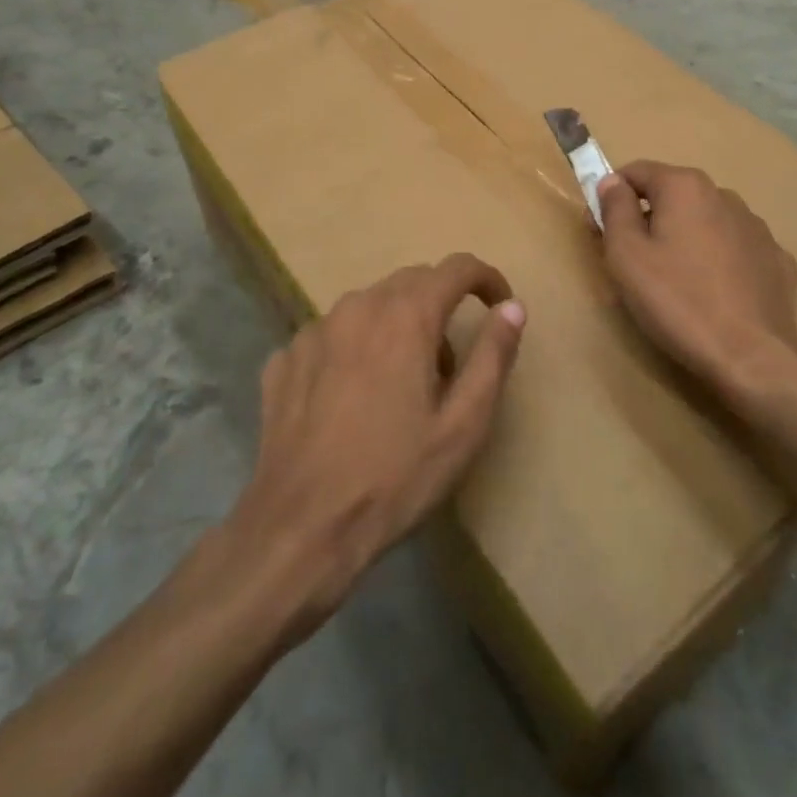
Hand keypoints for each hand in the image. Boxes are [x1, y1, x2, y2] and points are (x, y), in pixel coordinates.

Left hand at [222, 253, 525, 636]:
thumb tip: (512, 307)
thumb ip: (493, 356)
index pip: (456, 268)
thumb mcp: (463, 425)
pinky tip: (352, 398)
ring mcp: (314, 330)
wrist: (300, 528)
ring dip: (396, 327)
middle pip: (411, 282)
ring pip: (369, 306)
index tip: (499, 304)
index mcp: (405, 316)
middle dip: (440, 306)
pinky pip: (333, 336)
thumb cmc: (394, 477)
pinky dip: (354, 350)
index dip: (486, 279)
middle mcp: (358, 307)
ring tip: (400, 386)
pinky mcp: (285, 358)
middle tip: (450, 365)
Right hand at [597, 162, 796, 407]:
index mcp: (685, 187)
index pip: (637, 171)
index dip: (611, 194)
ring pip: (705, 221)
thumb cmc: (677, 301)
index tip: (600, 228)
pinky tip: (713, 294)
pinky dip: (717, 261)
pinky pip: (735, 249)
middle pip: (673, 196)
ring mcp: (757, 227)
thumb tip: (612, 182)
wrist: (752, 357)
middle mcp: (725, 195)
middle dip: (649, 218)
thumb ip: (614, 209)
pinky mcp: (776, 260)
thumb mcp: (626, 255)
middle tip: (633, 262)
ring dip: (685, 238)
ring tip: (675, 282)